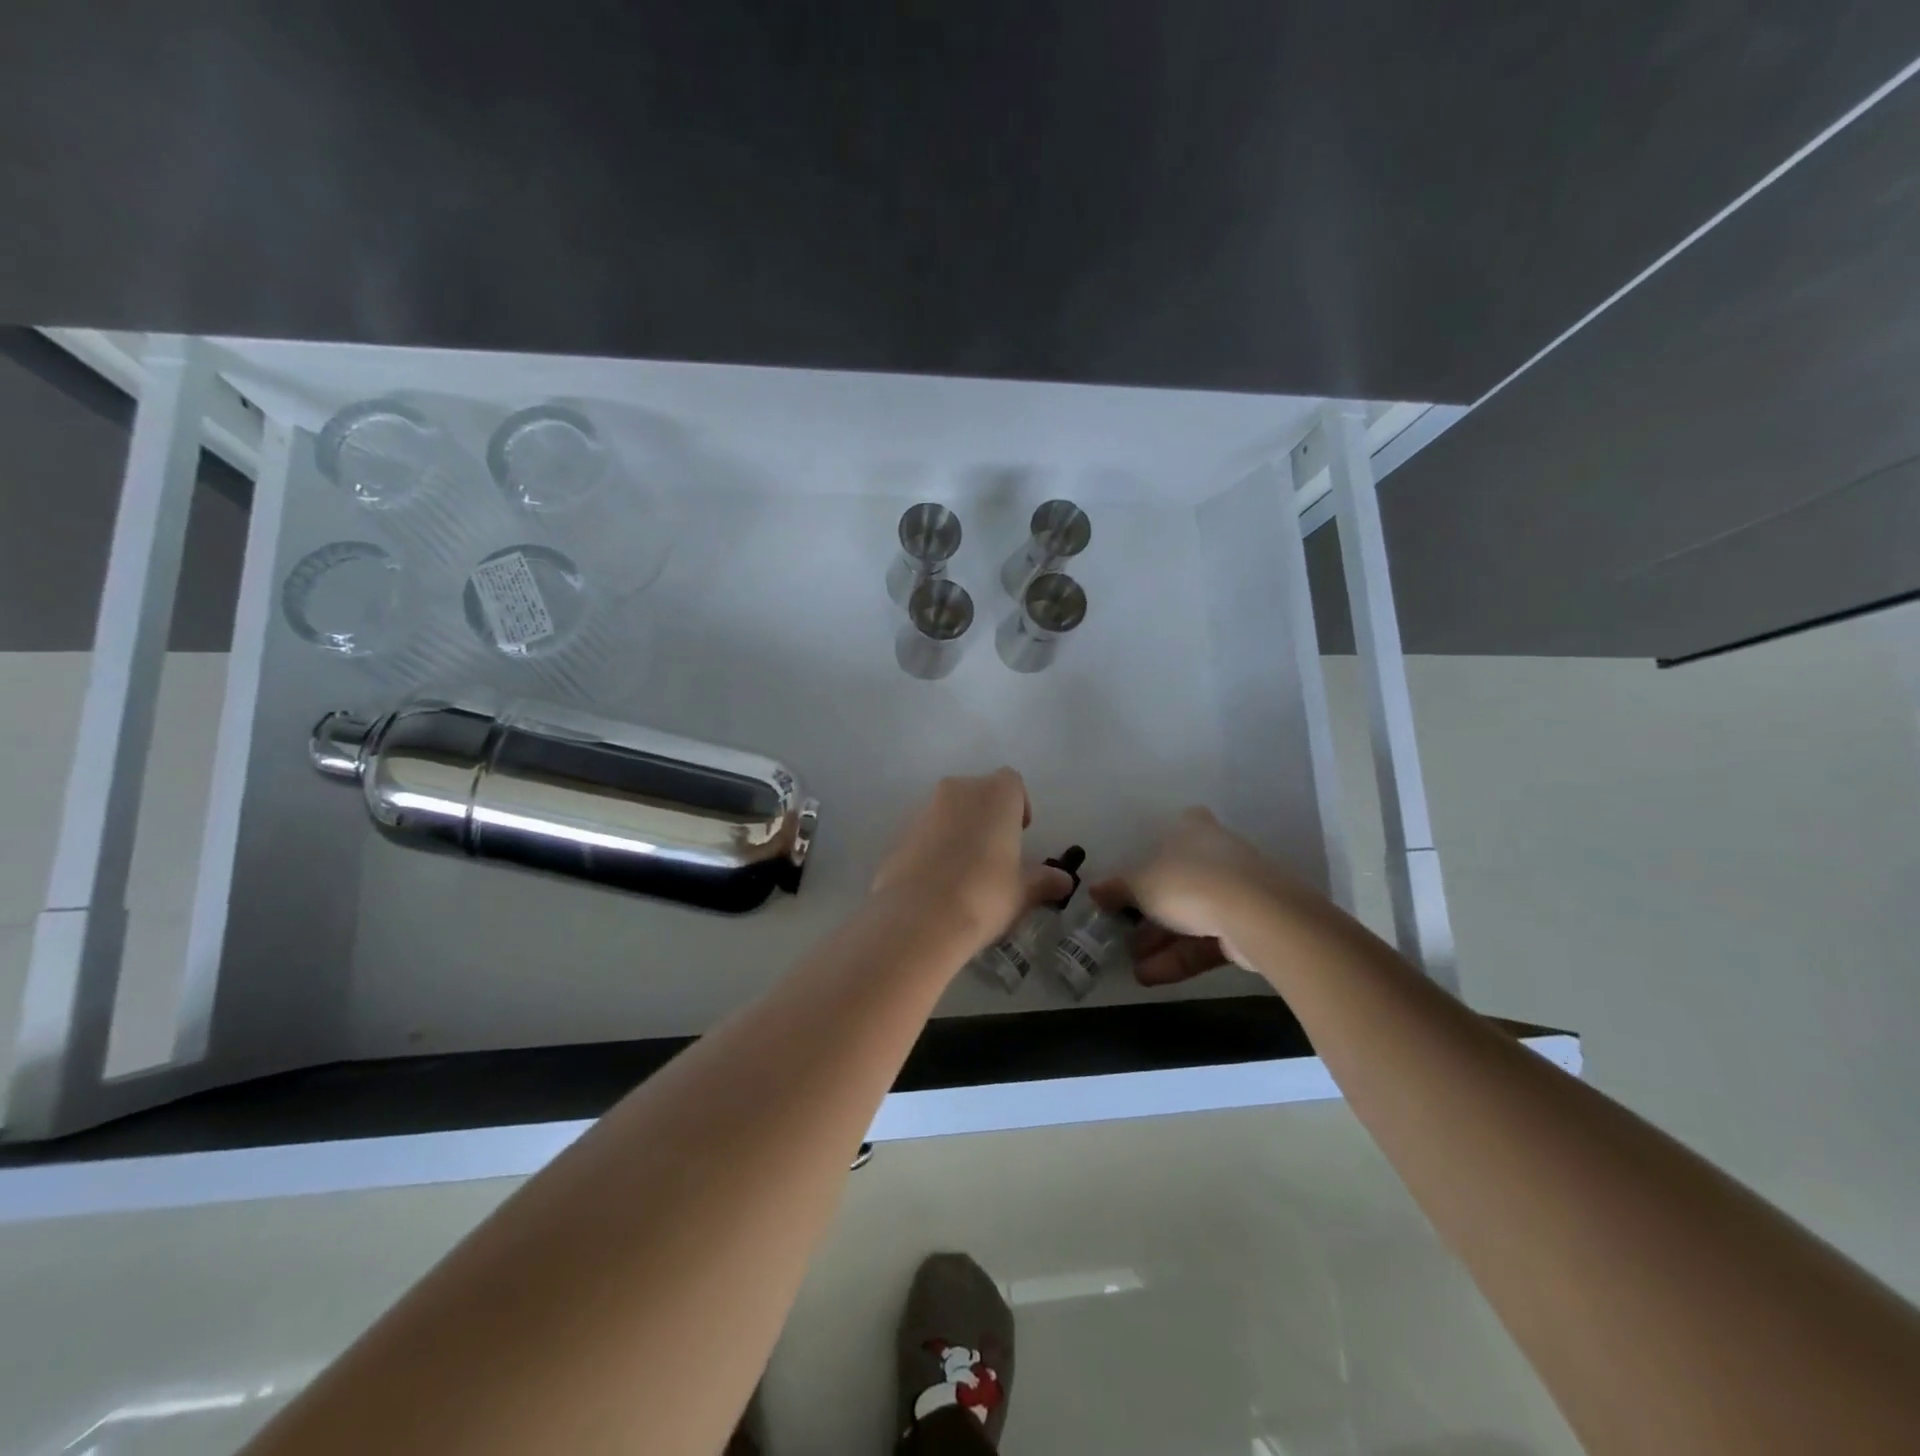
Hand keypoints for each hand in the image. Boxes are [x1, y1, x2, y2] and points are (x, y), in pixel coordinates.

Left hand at [872, 770, 1074, 952]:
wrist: (918, 918)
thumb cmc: (984, 895)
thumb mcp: (1022, 892)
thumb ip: (1044, 880)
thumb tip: (1064, 881)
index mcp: (995, 793)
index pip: (1012, 783)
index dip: (1018, 805)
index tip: (1020, 834)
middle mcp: (958, 790)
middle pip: (978, 793)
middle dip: (988, 816)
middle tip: (995, 854)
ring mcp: (924, 808)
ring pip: (949, 810)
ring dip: (960, 829)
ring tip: (966, 871)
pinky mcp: (899, 832)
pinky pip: (926, 831)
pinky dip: (935, 846)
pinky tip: (939, 881)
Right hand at [1092, 807, 1295, 985]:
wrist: (1255, 914)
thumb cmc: (1188, 882)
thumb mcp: (1140, 885)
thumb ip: (1117, 889)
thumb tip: (1094, 890)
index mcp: (1193, 829)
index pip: (1175, 829)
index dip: (1155, 849)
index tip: (1136, 873)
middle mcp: (1217, 853)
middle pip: (1178, 879)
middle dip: (1150, 910)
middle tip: (1124, 932)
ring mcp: (1237, 890)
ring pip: (1192, 915)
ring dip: (1161, 941)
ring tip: (1133, 965)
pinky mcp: (1250, 925)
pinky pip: (1207, 939)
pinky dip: (1180, 956)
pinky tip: (1150, 977)